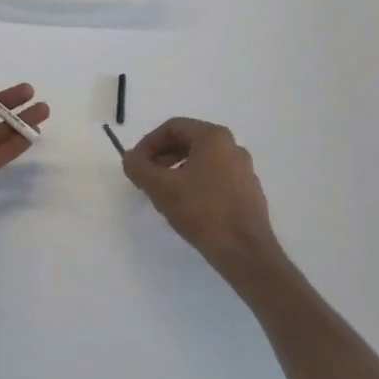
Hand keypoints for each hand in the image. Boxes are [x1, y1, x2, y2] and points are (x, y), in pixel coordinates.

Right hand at [123, 118, 288, 292]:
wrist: (245, 251)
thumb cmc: (202, 212)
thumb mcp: (161, 188)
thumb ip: (139, 167)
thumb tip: (130, 157)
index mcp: (213, 137)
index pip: (173, 127)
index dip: (148, 143)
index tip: (135, 164)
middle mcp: (232, 146)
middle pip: (188, 141)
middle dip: (162, 157)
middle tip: (146, 177)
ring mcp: (243, 169)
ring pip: (201, 160)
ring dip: (176, 170)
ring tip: (163, 192)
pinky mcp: (248, 191)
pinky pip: (215, 177)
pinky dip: (195, 183)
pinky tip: (186, 206)